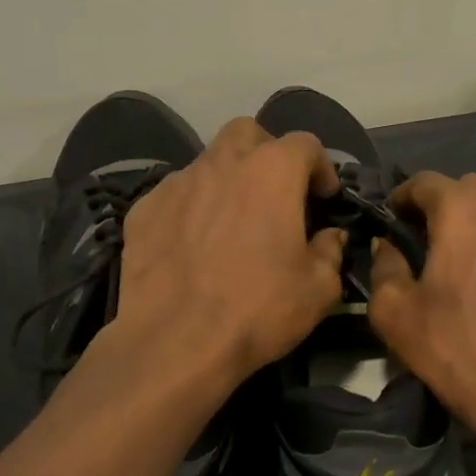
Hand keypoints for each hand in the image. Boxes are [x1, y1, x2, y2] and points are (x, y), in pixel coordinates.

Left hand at [114, 117, 347, 394]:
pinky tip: (192, 244)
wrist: (174, 341)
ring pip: (208, 162)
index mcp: (272, 171)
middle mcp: (222, 163)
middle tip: (275, 192)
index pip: (305, 144)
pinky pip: (176, 195)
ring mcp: (177, 183)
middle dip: (267, 153)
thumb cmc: (257, 309)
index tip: (324, 198)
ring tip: (231, 222)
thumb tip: (330, 236)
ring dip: (227, 180)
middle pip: (248, 133)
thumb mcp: (318, 289)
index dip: (320, 168)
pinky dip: (191, 208)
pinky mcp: (144, 208)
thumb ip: (331, 251)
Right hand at [367, 172, 475, 432]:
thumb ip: (383, 266)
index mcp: (463, 211)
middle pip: (472, 190)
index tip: (395, 220)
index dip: (404, 197)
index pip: (425, 182)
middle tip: (435, 243)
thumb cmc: (458, 350)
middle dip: (449, 207)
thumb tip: (388, 245)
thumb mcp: (394, 313)